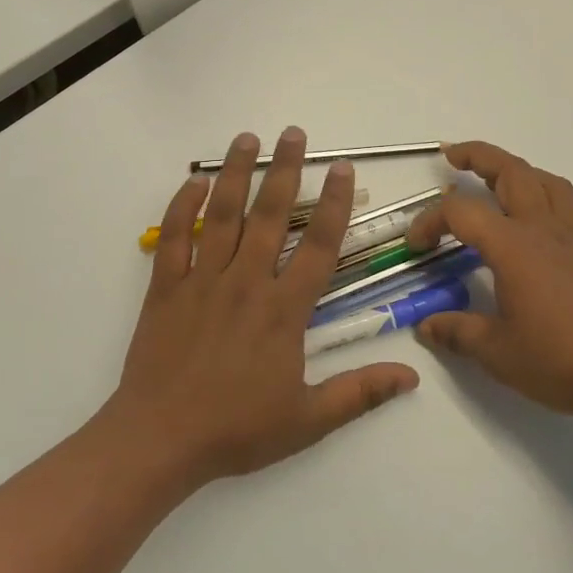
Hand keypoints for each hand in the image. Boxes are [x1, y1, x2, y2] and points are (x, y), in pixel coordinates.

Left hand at [103, 128, 419, 487]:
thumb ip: (360, 393)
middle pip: (269, 215)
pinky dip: (182, 207)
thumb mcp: (307, 420)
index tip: (340, 168)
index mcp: (283, 310)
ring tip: (246, 138)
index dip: (333, 204)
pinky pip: (174, 238)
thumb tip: (412, 376)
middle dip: (284, 170)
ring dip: (236, 174)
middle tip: (292, 133)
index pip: (318, 246)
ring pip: (223, 216)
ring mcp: (202, 281)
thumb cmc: (236, 429)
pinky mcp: (165, 288)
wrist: (160, 440)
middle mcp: (246, 283)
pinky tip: (194, 183)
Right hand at [406, 141, 572, 424]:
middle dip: (480, 156)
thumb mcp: (496, 352)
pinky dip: (561, 213)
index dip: (430, 221)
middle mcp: (543, 231)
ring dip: (522, 173)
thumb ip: (457, 332)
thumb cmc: (560, 359)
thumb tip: (427, 326)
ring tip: (500, 184)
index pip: (461, 212)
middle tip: (453, 157)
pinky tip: (550, 232)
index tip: (415, 246)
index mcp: (512, 246)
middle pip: (513, 172)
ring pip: (551, 184)